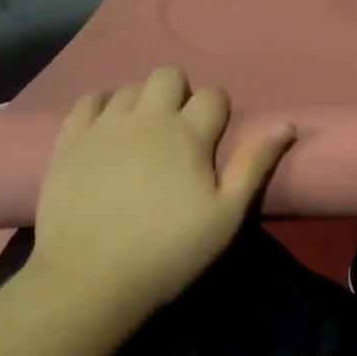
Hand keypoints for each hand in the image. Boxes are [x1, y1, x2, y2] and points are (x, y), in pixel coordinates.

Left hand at [26, 67, 293, 317]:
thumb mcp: (225, 215)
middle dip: (179, 94)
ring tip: (141, 135)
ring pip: (129, 87)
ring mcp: (104, 125)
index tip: (213, 137)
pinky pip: (87, 100)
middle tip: (178, 132)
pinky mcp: (70, 140)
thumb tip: (286, 125)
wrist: (89, 280)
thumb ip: (255, 165)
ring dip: (142, 102)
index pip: (212, 95)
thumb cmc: (168, 251)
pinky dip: (102, 107)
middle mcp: (147, 117)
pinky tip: (107, 132)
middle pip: (168, 75)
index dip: (218, 110)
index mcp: (188, 134)